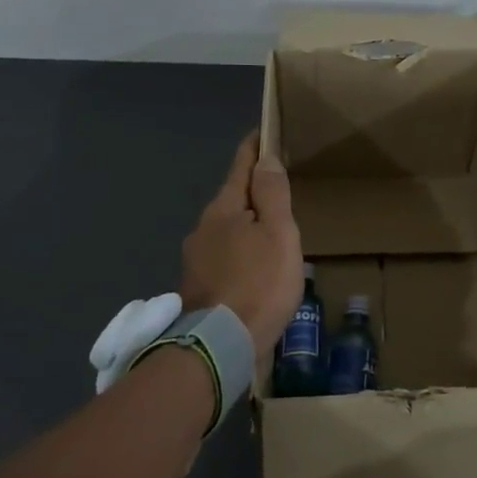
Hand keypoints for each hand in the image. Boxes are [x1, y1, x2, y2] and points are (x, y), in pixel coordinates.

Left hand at [179, 132, 304, 369]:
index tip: (264, 132)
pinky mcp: (198, 285)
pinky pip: (225, 256)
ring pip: (227, 230)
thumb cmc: (259, 283)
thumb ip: (272, 194)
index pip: (241, 167)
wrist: (221, 345)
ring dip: (247, 225)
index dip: (254, 148)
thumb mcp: (278, 234)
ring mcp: (196, 259)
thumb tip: (266, 158)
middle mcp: (203, 228)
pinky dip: (241, 252)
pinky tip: (256, 267)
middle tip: (280, 188)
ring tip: (272, 232)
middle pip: (233, 199)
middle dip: (253, 190)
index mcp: (224, 209)